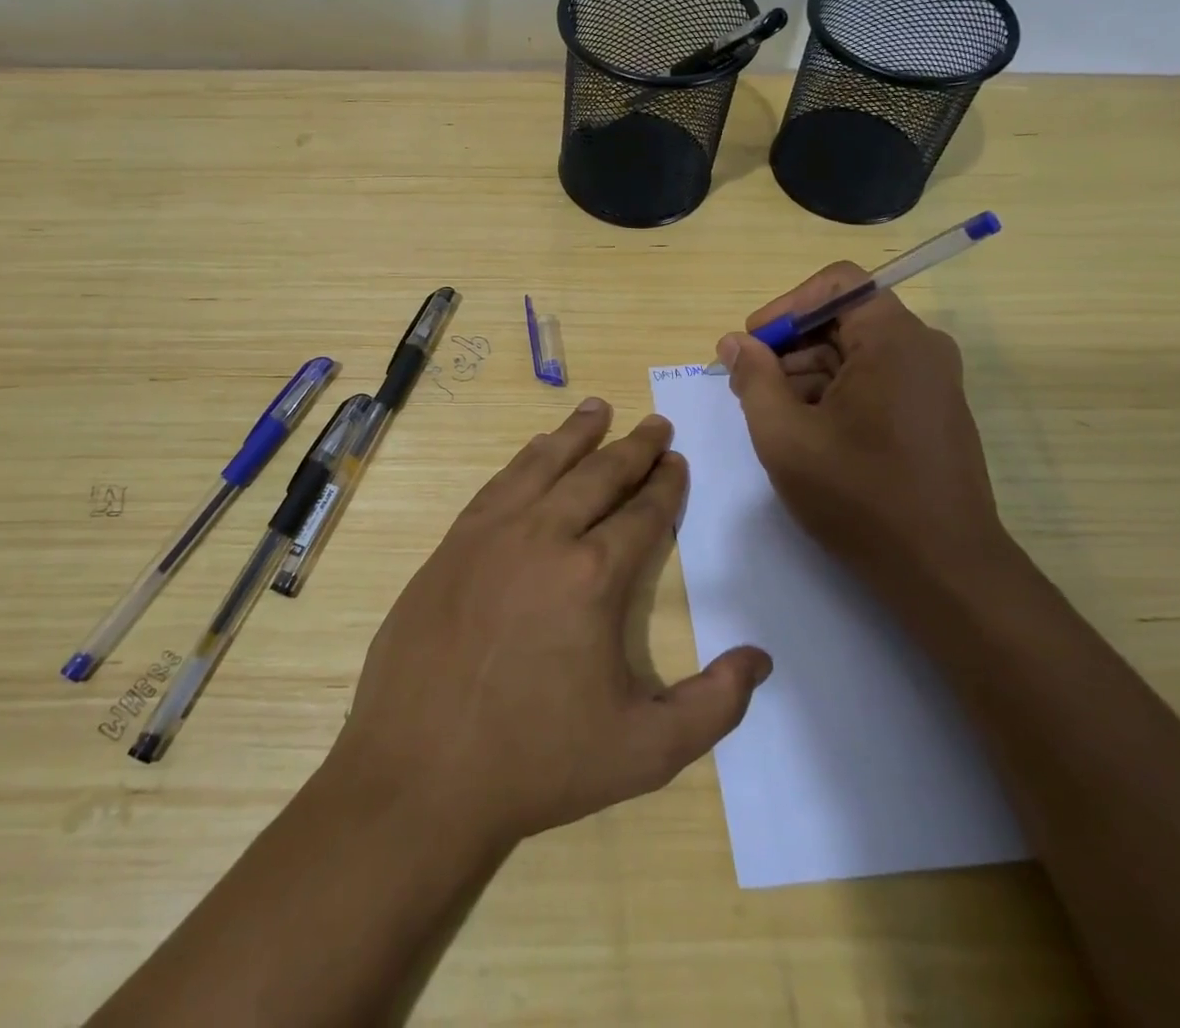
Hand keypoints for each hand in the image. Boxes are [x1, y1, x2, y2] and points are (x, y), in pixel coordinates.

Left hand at [327, 399, 772, 851]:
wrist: (420, 771)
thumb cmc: (536, 762)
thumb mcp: (644, 751)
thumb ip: (713, 706)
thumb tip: (760, 659)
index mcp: (594, 576)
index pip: (642, 513)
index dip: (666, 485)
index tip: (677, 461)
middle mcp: (545, 536)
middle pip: (599, 474)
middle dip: (634, 446)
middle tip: (655, 423)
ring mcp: (492, 533)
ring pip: (545, 464)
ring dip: (577, 433)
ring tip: (598, 407)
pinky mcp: (453, 543)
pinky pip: (500, 483)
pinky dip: (526, 458)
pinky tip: (536, 449)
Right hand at [715, 266, 1011, 591]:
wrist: (943, 570)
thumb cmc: (859, 496)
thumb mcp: (785, 436)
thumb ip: (753, 379)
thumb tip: (734, 343)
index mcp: (893, 339)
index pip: (837, 283)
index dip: (786, 306)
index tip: (753, 345)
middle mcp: (921, 348)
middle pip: (843, 318)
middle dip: (789, 346)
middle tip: (750, 387)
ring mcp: (932, 382)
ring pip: (856, 352)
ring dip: (807, 373)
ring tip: (773, 417)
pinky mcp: (932, 412)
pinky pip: (875, 380)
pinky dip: (835, 394)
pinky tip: (808, 434)